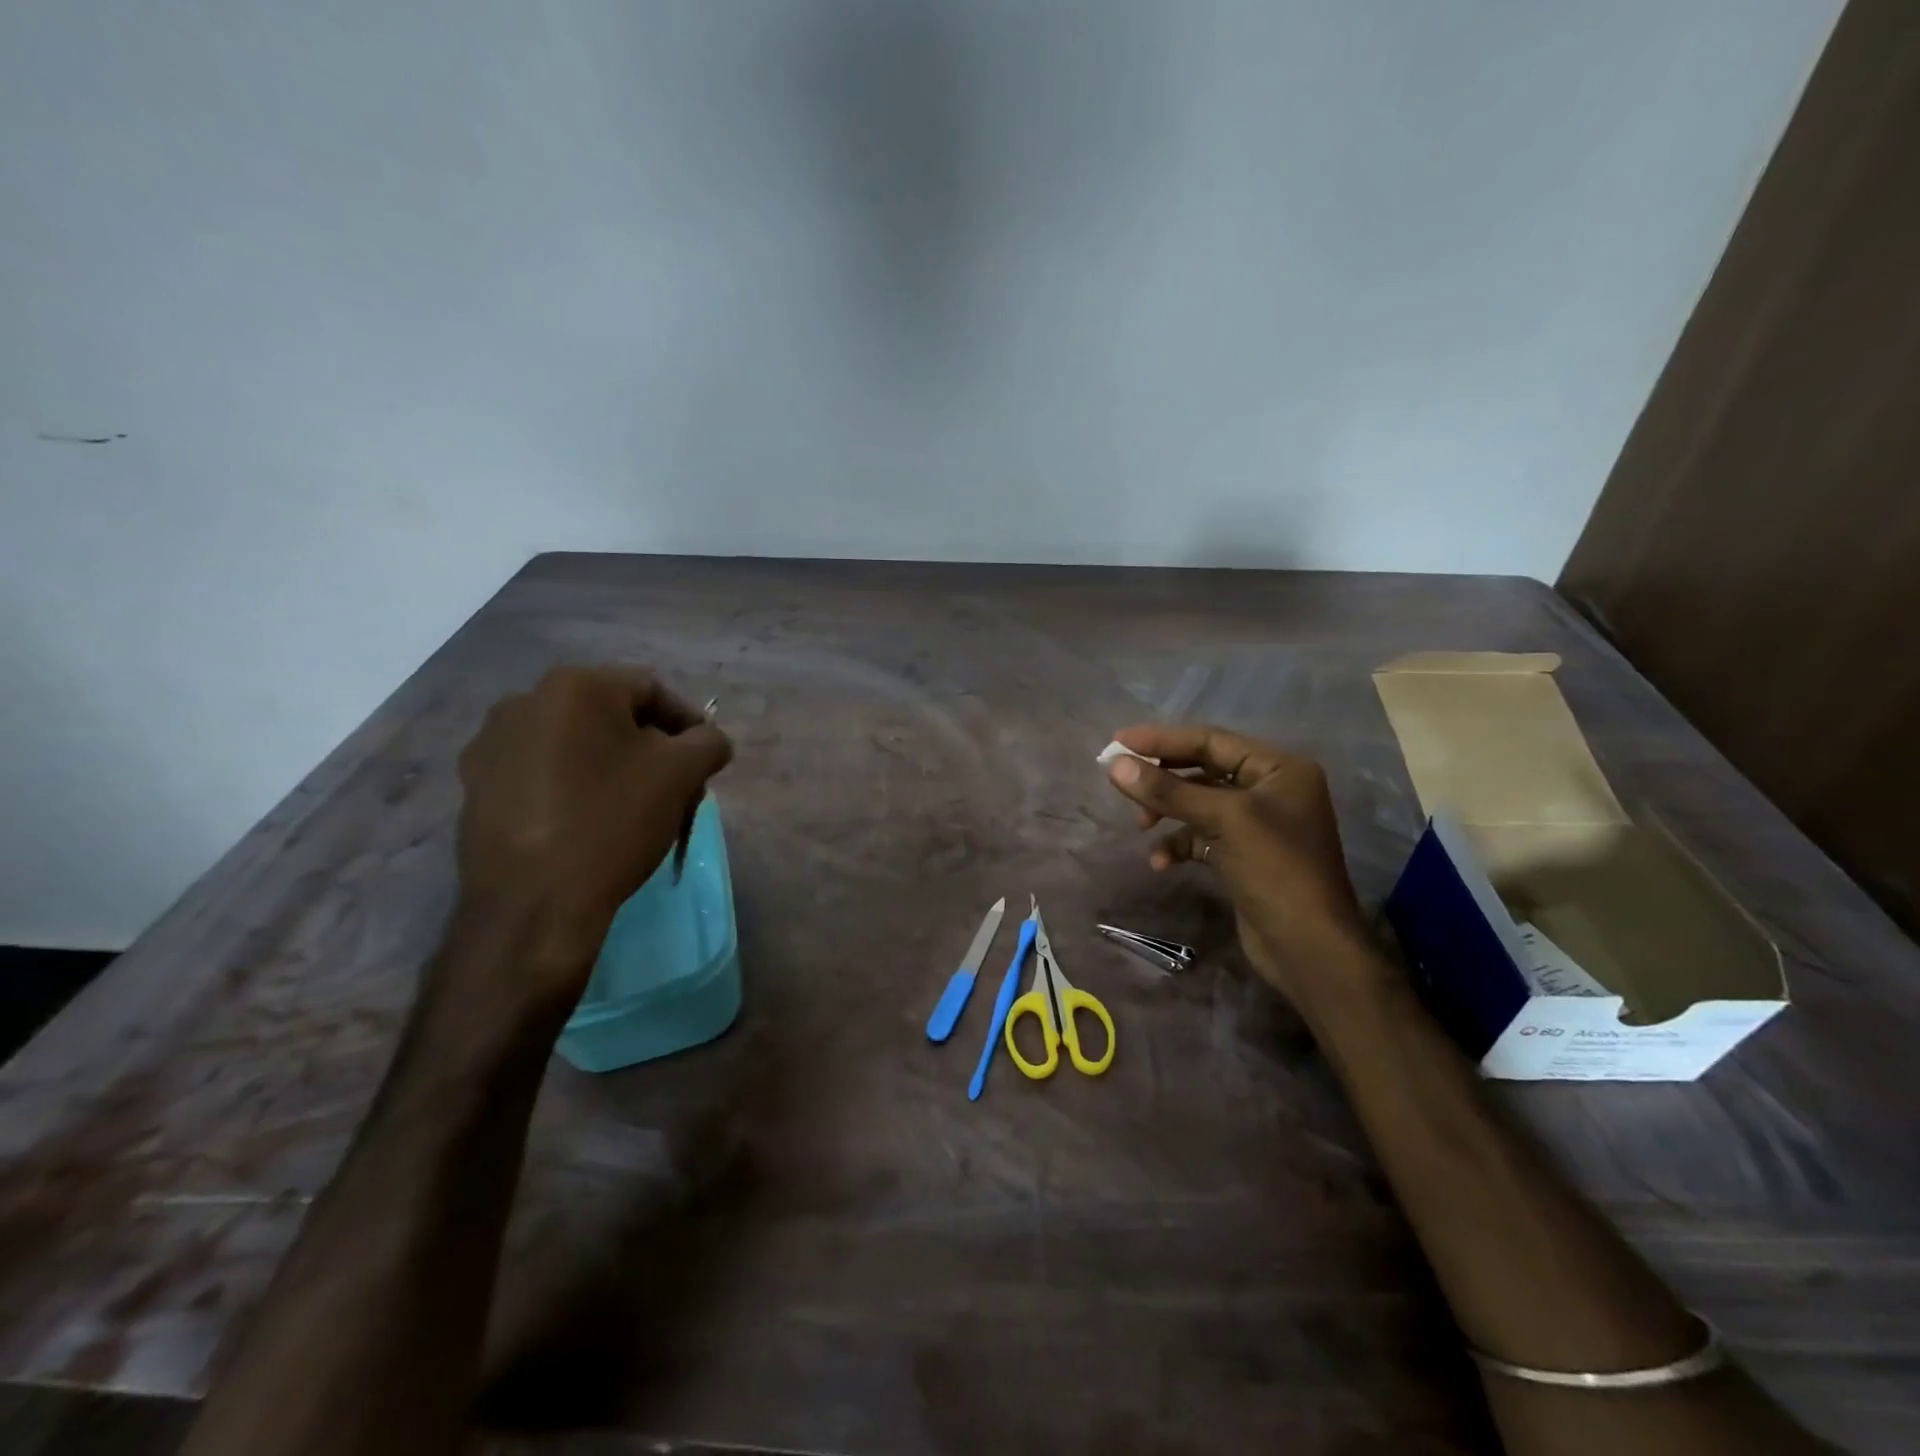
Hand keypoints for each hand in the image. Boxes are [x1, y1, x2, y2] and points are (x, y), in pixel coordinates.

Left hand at [449, 666, 731, 1025]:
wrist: (533, 905)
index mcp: (574, 687)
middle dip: (651, 749)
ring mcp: (491, 746)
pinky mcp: (475, 788)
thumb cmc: (613, 823)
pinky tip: (588, 824)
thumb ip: (709, 742)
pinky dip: (573, 788)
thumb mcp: (682, 774)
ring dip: (611, 767)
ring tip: (634, 810)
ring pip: (575, 745)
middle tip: (675, 789)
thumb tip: (708, 741)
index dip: (688, 724)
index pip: (651, 690)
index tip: (704, 763)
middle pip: (611, 717)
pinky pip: (541, 774)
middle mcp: (523, 702)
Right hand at [1104, 725, 1379, 1008]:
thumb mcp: (1223, 821)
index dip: (1162, 740)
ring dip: (1167, 812)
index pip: (1211, 740)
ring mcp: (1257, 824)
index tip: (1117, 743)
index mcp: (1279, 768)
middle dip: (1162, 778)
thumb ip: (1169, 790)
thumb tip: (1114, 765)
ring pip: (1198, 803)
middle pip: (1202, 769)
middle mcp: (1270, 789)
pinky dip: (1179, 844)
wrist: (1309, 949)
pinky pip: (1201, 836)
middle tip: (1121, 783)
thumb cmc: (1276, 871)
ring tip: (1141, 826)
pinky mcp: (1243, 854)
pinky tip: (1162, 862)